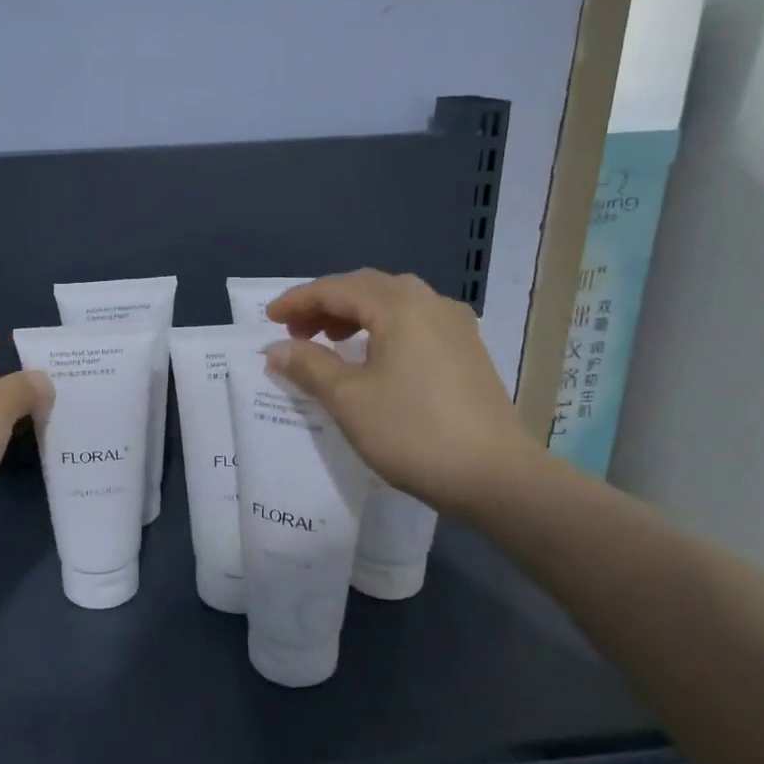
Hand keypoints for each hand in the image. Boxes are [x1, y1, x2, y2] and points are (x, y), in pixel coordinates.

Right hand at [264, 270, 543, 515]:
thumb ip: (309, 366)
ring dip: (356, 315)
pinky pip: (415, 322)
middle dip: (327, 305)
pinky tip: (374, 358)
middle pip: (368, 288)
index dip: (299, 301)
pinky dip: (383, 329)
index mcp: (400, 307)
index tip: (269, 320)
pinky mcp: (468, 351)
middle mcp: (431, 304)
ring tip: (331, 343)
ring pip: (395, 303)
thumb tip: (277, 349)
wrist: (495, 475)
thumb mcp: (348, 399)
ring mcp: (456, 327)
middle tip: (297, 332)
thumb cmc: (412, 432)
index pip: (338, 289)